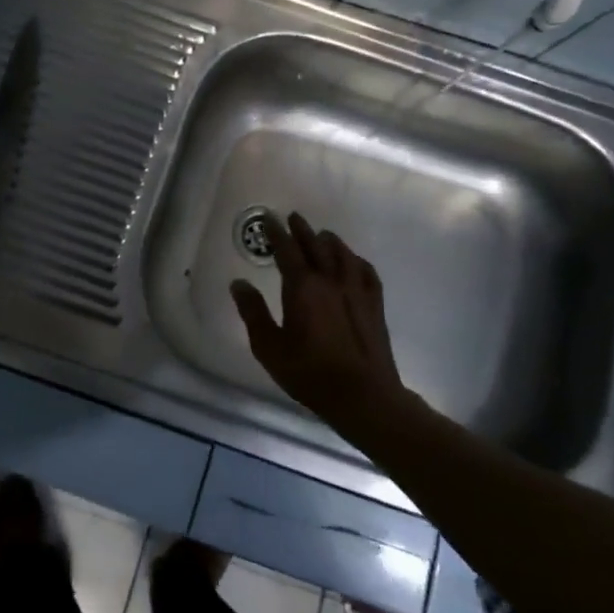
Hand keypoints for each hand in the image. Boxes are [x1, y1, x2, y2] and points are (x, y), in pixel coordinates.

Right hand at [230, 213, 418, 424]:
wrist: (363, 395)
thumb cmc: (309, 373)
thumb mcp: (269, 347)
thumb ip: (253, 312)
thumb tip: (238, 283)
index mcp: (302, 288)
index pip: (287, 251)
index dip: (276, 233)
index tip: (269, 219)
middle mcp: (330, 281)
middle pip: (316, 246)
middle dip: (302, 230)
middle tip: (293, 217)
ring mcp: (356, 291)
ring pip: (343, 255)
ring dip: (329, 241)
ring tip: (321, 235)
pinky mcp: (374, 305)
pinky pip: (366, 272)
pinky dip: (356, 261)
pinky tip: (354, 261)